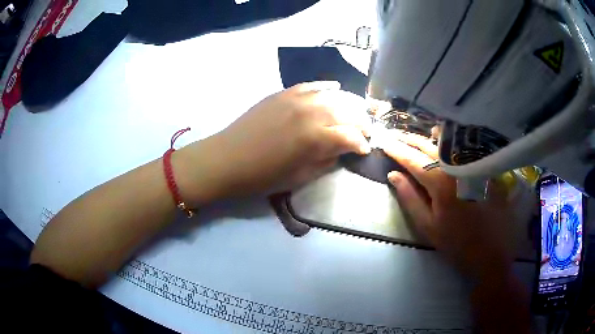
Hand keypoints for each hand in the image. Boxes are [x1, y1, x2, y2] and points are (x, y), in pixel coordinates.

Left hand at [176, 82, 370, 203]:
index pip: (351, 136)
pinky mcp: (284, 93)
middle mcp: (311, 111)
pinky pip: (311, 85)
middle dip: (361, 123)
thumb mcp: (300, 176)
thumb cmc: (262, 176)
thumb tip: (342, 149)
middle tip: (364, 132)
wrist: (227, 159)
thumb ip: (326, 160)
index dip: (362, 144)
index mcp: (315, 137)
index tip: (364, 150)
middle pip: (348, 111)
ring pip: (334, 95)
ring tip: (355, 112)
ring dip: (349, 104)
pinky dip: (326, 87)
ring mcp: (296, 98)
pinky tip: (335, 89)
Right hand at [382, 132, 515, 280]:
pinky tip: (441, 141)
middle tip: (393, 134)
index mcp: (440, 181)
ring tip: (413, 135)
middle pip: (428, 146)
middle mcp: (456, 165)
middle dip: (408, 139)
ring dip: (426, 138)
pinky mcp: (483, 166)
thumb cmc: (458, 242)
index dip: (396, 149)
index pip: (412, 159)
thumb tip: (393, 175)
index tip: (383, 141)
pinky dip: (447, 142)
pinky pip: (461, 147)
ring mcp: (472, 163)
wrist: (492, 249)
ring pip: (445, 143)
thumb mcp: (429, 226)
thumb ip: (410, 198)